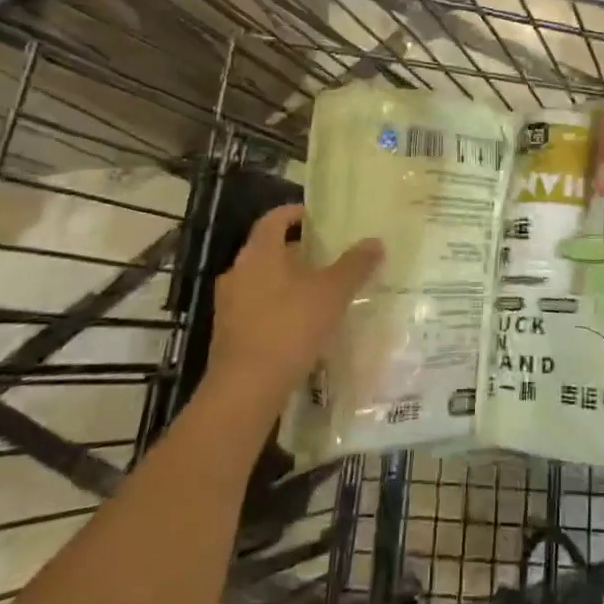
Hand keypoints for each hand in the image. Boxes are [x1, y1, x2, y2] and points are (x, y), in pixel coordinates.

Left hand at [204, 205, 382, 415]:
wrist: (245, 390)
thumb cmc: (289, 327)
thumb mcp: (332, 293)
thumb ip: (354, 265)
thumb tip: (375, 242)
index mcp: (259, 253)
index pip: (274, 219)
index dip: (295, 214)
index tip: (318, 218)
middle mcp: (237, 271)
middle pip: (268, 250)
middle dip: (298, 251)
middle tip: (329, 256)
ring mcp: (228, 304)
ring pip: (262, 281)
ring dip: (288, 281)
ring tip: (319, 291)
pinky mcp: (228, 334)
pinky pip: (257, 308)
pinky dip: (278, 307)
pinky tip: (301, 324)